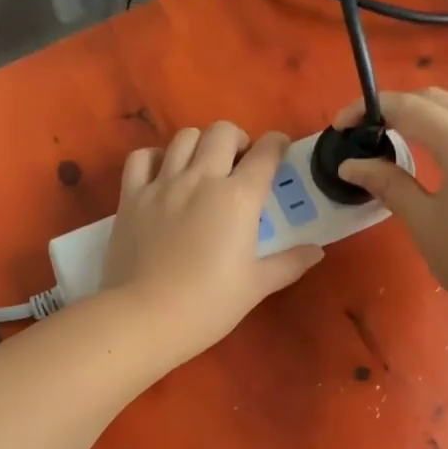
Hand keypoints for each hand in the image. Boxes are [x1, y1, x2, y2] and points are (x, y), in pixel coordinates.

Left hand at [102, 123, 324, 364]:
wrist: (147, 317)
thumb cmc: (209, 305)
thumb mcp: (257, 286)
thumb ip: (289, 263)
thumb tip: (316, 250)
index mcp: (238, 197)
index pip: (266, 152)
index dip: (277, 145)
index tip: (279, 152)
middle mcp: (201, 179)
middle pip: (223, 132)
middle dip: (238, 140)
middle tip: (239, 164)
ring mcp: (162, 184)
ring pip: (184, 137)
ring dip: (199, 144)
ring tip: (202, 167)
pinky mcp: (131, 197)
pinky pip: (141, 158)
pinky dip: (155, 158)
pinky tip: (162, 174)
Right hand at [336, 89, 447, 321]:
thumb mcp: (425, 223)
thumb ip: (389, 184)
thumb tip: (351, 165)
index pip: (408, 107)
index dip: (369, 109)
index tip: (339, 127)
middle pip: (436, 98)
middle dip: (395, 107)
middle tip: (364, 133)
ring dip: (423, 113)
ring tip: (394, 138)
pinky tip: (432, 152)